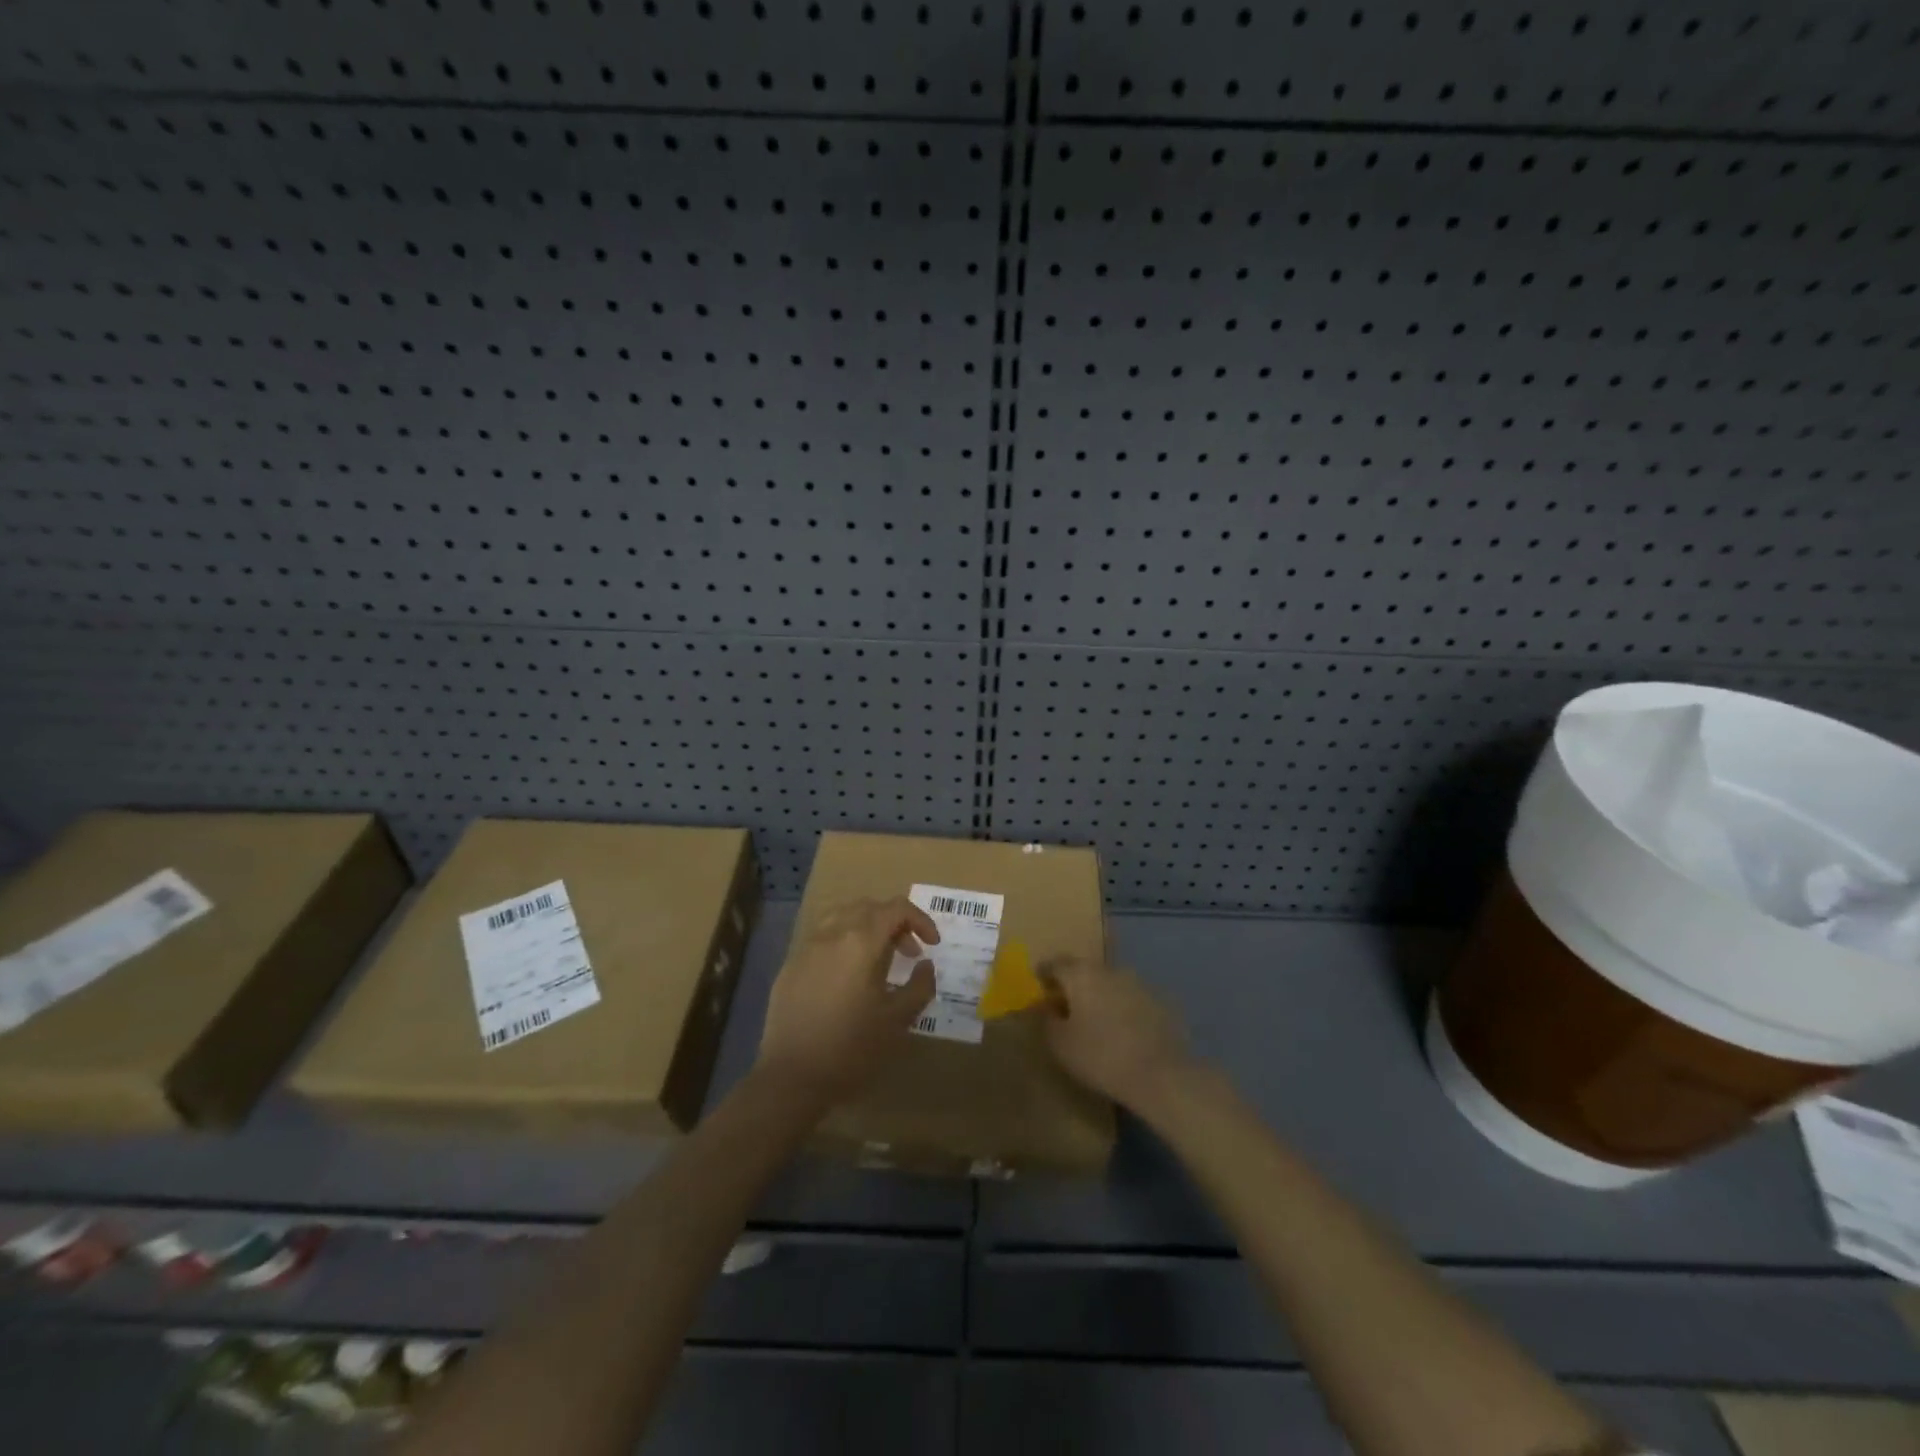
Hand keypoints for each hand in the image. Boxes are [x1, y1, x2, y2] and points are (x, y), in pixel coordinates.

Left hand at [757, 897, 938, 1102]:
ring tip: (878, 957)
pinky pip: (821, 937)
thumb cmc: (851, 1048)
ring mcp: (806, 947)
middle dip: (894, 922)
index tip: (933, 944)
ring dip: (866, 927)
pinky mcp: (790, 965)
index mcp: (860, 942)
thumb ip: (919, 986)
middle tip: (909, 952)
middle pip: (868, 907)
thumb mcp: (897, 1020)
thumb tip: (925, 964)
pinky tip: (847, 975)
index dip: (920, 920)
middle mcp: (832, 933)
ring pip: (841, 916)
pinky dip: (842, 941)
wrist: (792, 1077)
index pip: (896, 908)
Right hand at [1041, 957, 1195, 1111]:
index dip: (1045, 973)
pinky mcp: (1161, 1001)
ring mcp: (1139, 983)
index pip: (1056, 964)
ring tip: (1096, 1019)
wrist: (1161, 1075)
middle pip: (1085, 970)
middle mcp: (1110, 970)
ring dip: (1100, 995)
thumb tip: (1048, 1006)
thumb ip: (1047, 1019)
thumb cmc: (1101, 1057)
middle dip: (1073, 984)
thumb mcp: (1060, 1044)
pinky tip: (1124, 1031)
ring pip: (1111, 983)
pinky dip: (1123, 1008)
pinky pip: (1132, 999)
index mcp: (1081, 975)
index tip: (1039, 985)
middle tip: (1065, 1004)